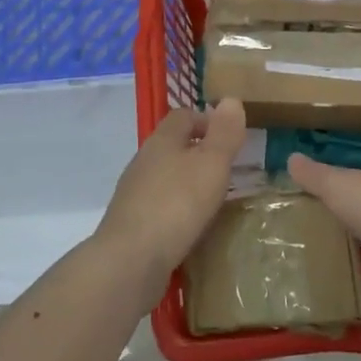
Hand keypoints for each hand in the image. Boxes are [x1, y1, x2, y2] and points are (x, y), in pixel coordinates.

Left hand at [96, 100, 246, 283]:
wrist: (130, 260)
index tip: (230, 138)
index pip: (183, 115)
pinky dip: (177, 210)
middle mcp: (144, 161)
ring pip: (165, 176)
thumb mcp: (211, 164)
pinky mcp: (132, 223)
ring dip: (187, 183)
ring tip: (213, 200)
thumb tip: (230, 99)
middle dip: (199, 153)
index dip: (207, 120)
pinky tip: (191, 228)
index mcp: (162, 140)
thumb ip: (224, 133)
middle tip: (227, 170)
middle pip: (172, 145)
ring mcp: (134, 193)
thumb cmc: (176, 204)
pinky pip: (159, 206)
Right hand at [287, 152, 360, 314]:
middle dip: (341, 239)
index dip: (330, 198)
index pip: (351, 190)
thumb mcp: (338, 187)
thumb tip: (291, 157)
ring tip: (320, 282)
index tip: (303, 210)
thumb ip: (315, 177)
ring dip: (355, 272)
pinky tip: (345, 307)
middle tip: (305, 252)